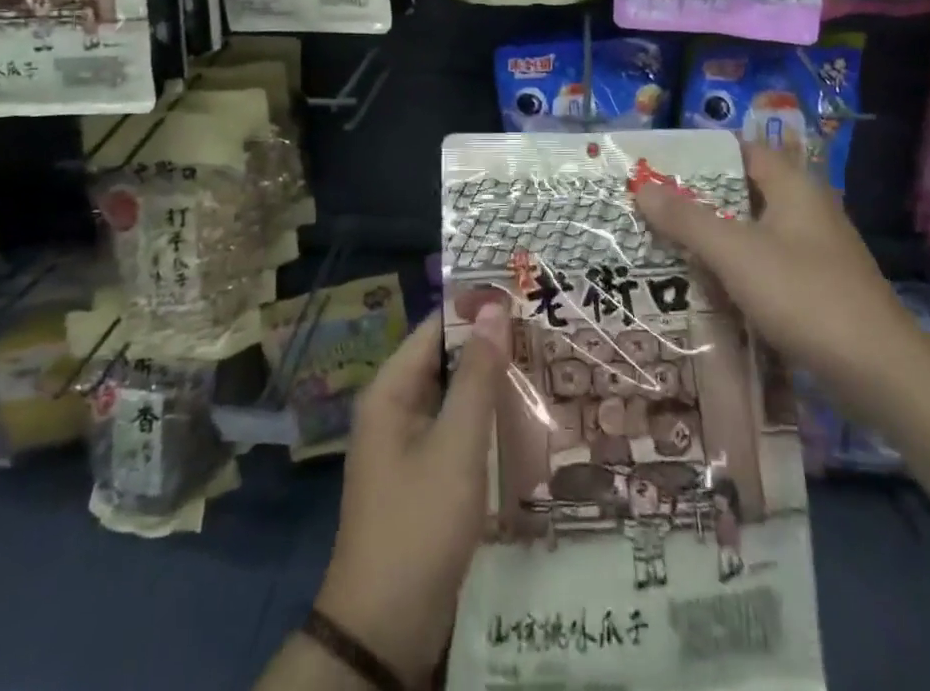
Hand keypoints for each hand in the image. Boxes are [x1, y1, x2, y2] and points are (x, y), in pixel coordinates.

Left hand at [315, 305, 508, 685]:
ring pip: (454, 397)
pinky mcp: (422, 477)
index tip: (525, 297)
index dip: (478, 309)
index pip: (437, 327)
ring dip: (491, 385)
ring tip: (545, 368)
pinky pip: (455, 431)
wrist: (383, 631)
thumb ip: (477, 376)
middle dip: (490, 347)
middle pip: (445, 360)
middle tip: (546, 332)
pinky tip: (523, 422)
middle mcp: (394, 408)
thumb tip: (494, 309)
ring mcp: (406, 445)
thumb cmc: (418, 524)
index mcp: (391, 390)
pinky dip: (485, 421)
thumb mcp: (456, 446)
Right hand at [634, 140, 929, 426]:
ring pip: (753, 233)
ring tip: (667, 246)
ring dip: (715, 239)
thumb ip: (687, 219)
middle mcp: (807, 210)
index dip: (702, 155)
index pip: (742, 151)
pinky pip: (766, 266)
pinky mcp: (818, 289)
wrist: (880, 373)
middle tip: (652, 208)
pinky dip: (737, 271)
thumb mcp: (735, 252)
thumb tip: (642, 187)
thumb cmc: (804, 295)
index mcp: (794, 187)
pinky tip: (706, 288)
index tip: (661, 165)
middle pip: (743, 193)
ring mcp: (815, 251)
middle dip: (700, 201)